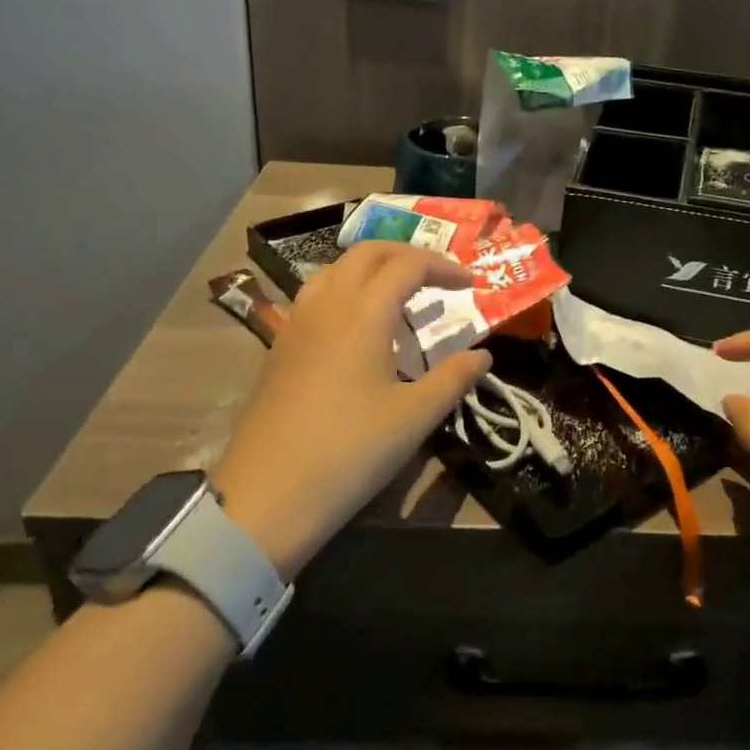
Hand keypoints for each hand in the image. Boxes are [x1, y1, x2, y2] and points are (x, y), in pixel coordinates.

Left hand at [212, 243, 490, 577]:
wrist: (266, 496)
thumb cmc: (350, 452)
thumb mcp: (414, 417)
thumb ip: (453, 379)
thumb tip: (483, 356)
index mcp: (363, 313)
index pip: (408, 265)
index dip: (443, 267)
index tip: (471, 283)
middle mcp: (327, 304)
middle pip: (368, 253)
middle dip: (407, 255)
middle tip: (438, 278)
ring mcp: (297, 322)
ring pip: (336, 269)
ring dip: (372, 268)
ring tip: (399, 295)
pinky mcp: (280, 345)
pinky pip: (316, 295)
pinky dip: (346, 290)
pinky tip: (358, 327)